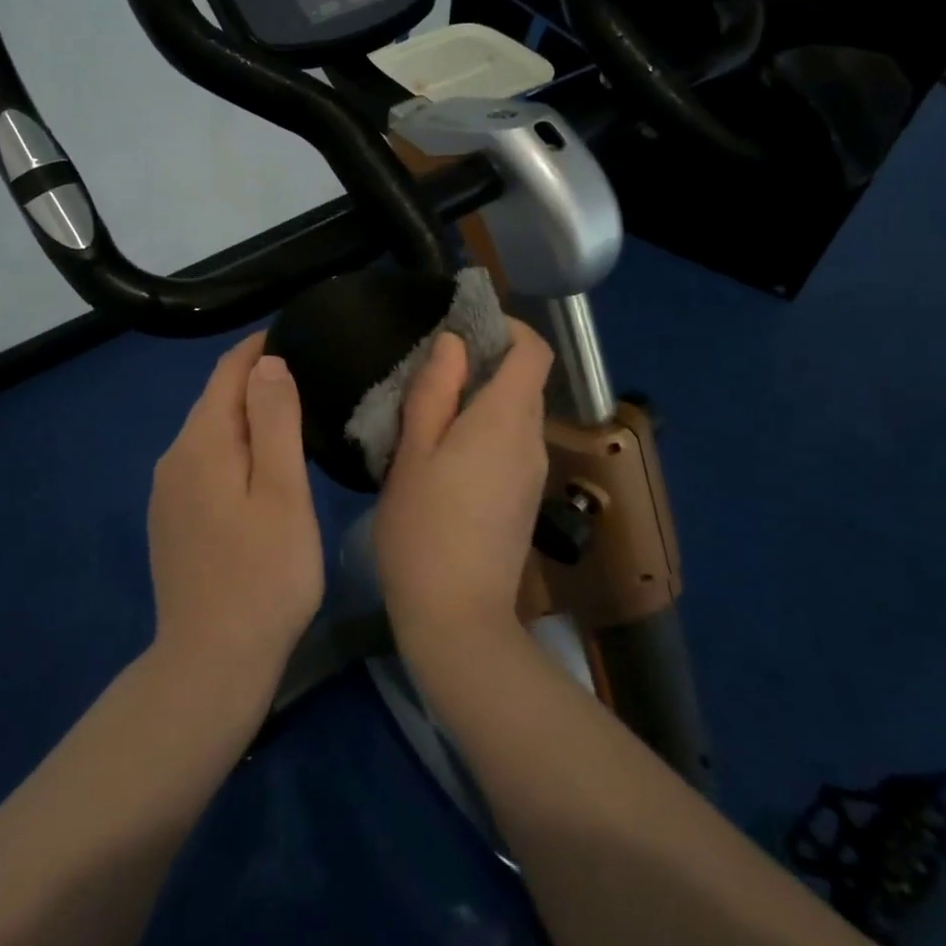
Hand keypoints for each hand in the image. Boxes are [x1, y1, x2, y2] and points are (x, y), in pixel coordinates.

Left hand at [146, 332, 323, 684]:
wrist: (211, 662)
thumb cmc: (263, 574)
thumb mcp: (281, 492)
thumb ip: (274, 421)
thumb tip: (266, 363)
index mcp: (201, 443)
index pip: (226, 373)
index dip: (257, 348)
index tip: (292, 333)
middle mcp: (174, 459)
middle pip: (214, 401)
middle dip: (252, 379)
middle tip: (303, 371)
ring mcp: (168, 493)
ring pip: (209, 433)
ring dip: (244, 415)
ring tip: (289, 412)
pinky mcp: (172, 521)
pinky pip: (204, 463)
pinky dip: (232, 448)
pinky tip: (258, 465)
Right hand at [371, 320, 554, 651]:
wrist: (457, 618)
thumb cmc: (423, 528)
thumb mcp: (413, 452)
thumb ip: (434, 391)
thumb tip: (454, 344)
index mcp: (506, 420)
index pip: (532, 351)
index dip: (507, 328)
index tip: (465, 327)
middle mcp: (531, 441)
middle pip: (524, 381)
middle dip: (485, 363)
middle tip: (430, 371)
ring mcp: (532, 474)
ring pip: (515, 415)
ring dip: (481, 400)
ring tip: (429, 412)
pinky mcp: (523, 499)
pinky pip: (510, 445)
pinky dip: (484, 431)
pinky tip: (443, 455)